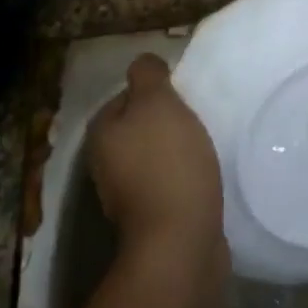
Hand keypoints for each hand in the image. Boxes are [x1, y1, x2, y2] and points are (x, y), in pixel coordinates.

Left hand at [88, 55, 225, 270]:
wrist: (180, 243)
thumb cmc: (167, 163)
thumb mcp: (157, 103)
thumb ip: (148, 76)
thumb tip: (143, 64)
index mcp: (102, 134)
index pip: (124, 97)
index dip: (153, 91)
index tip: (182, 94)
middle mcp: (105, 165)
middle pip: (139, 129)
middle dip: (166, 123)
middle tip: (197, 117)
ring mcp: (127, 197)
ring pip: (154, 158)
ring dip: (177, 152)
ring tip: (205, 146)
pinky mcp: (153, 221)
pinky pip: (169, 185)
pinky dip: (184, 178)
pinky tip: (205, 176)